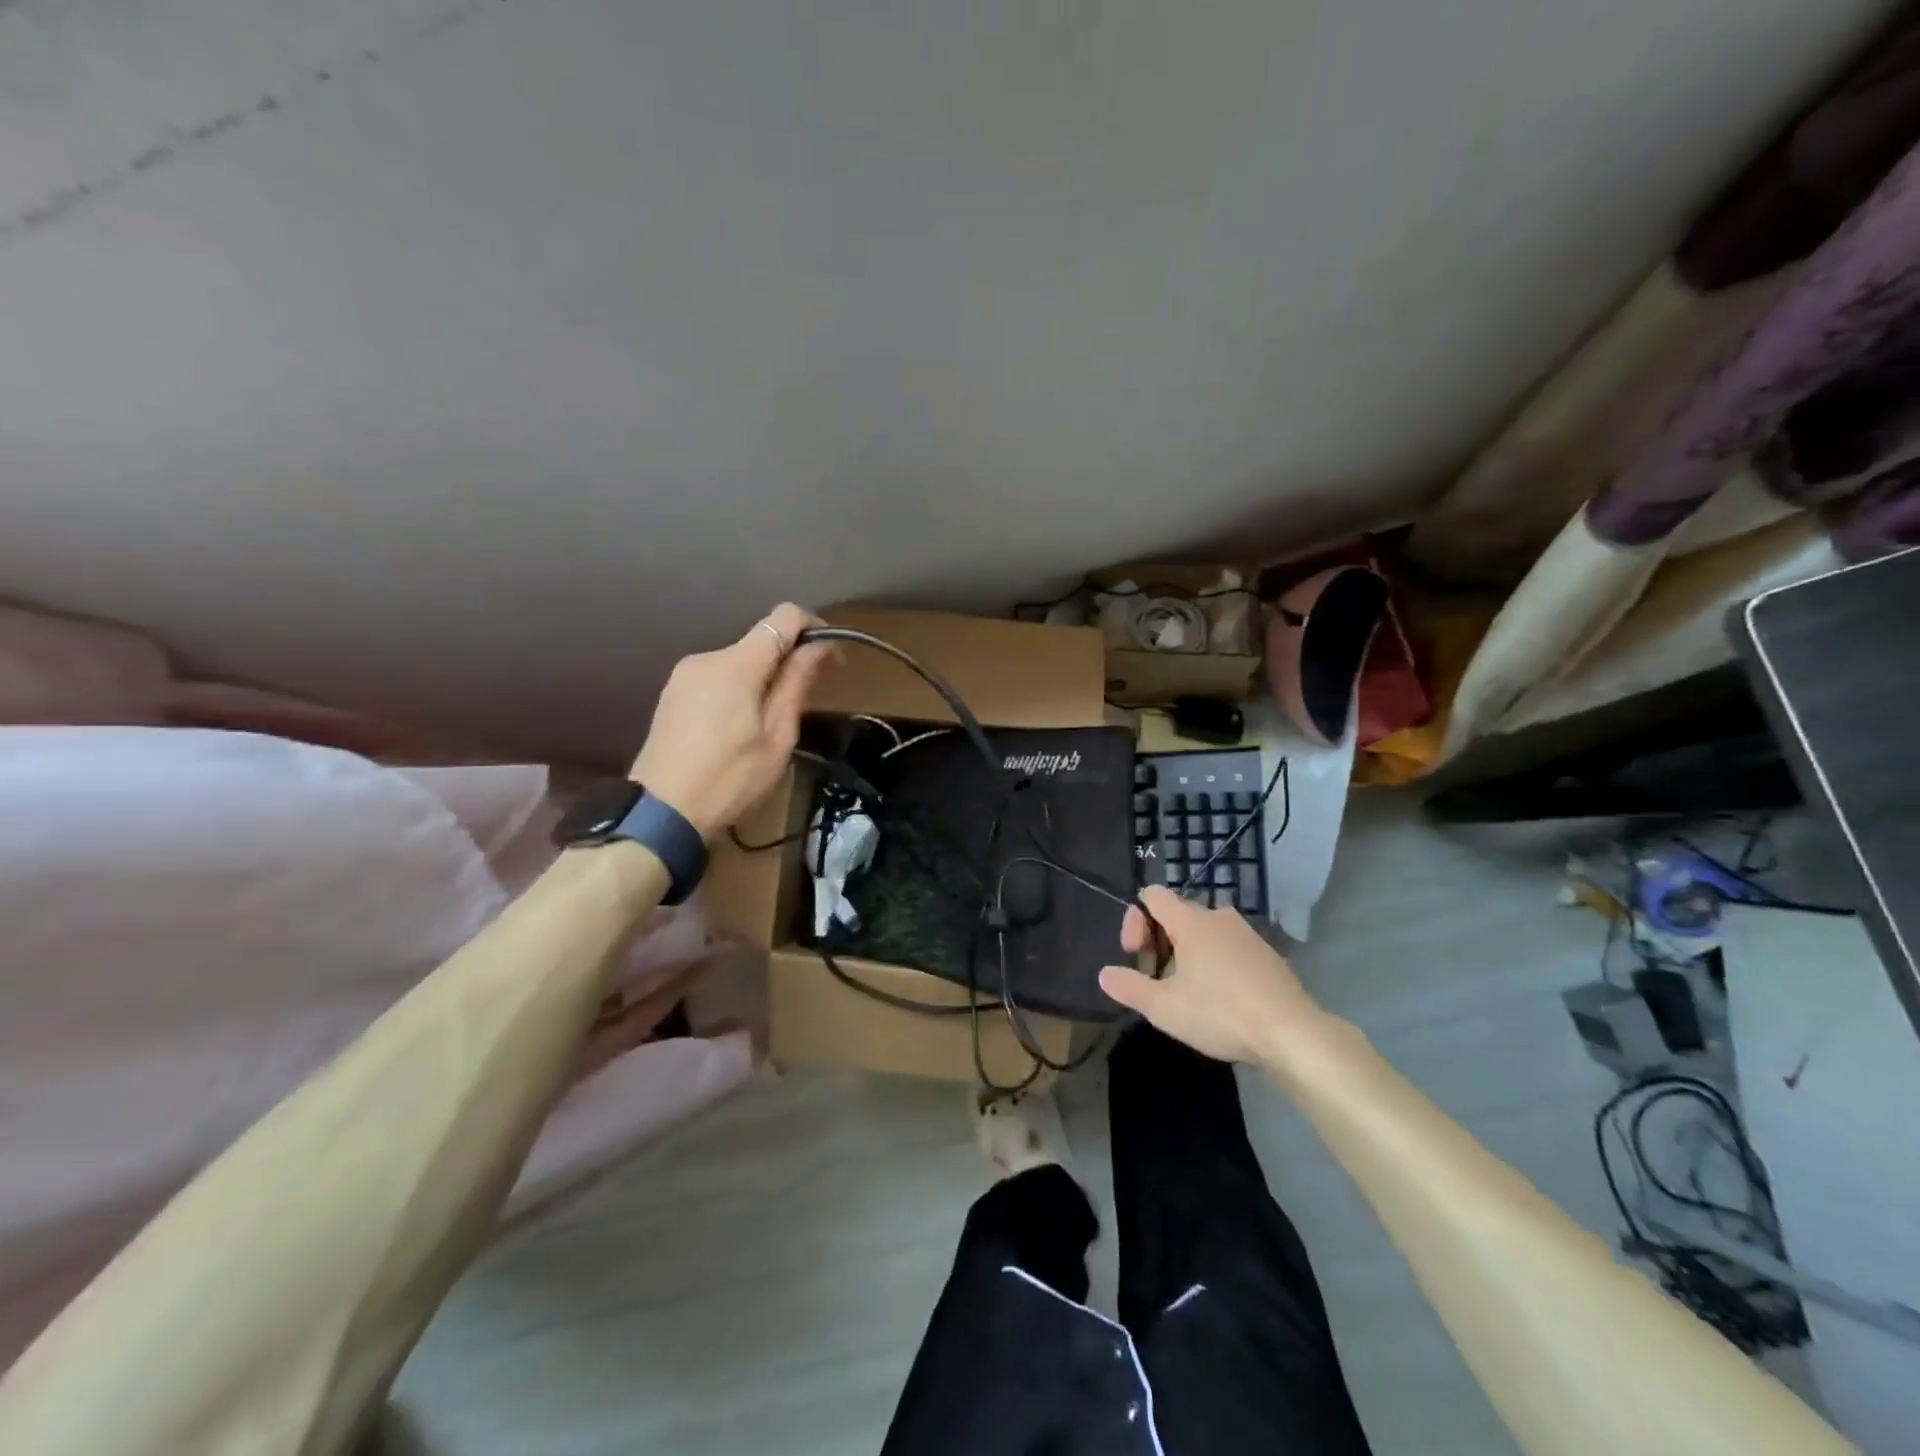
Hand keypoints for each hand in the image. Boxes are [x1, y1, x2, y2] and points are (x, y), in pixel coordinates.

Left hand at [631, 603, 833, 840]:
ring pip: (739, 661)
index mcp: (737, 664)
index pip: (784, 616)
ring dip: (762, 679)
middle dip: (788, 662)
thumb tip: (818, 646)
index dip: (814, 627)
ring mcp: (684, 674)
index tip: (831, 657)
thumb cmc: (729, 779)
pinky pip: (717, 678)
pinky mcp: (672, 693)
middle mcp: (708, 657)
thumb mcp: (777, 737)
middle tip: (804, 704)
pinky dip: (738, 690)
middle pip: (760, 641)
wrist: (661, 812)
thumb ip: (796, 684)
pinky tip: (737, 729)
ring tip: (768, 725)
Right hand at [1098, 885, 1323, 1065]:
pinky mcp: (1267, 955)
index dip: (1134, 920)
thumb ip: (1129, 987)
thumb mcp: (1164, 1008)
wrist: (1292, 1033)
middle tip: (1157, 981)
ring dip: (1187, 955)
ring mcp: (1247, 934)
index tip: (1134, 955)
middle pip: (1176, 914)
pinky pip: (1228, 948)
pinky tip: (1220, 1000)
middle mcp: (1218, 917)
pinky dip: (1215, 964)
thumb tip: (1104, 974)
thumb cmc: (1221, 1012)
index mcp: (1190, 920)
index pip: (1152, 895)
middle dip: (1158, 943)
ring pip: (1204, 933)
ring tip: (1187, 993)